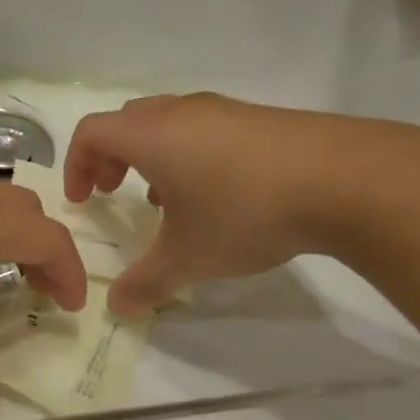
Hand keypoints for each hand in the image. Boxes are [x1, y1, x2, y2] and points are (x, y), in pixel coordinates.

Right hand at [64, 93, 419, 314]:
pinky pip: (205, 129)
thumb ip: (146, 283)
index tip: (85, 201)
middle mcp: (181, 112)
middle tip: (113, 192)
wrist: (343, 179)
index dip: (76, 165)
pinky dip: (190, 154)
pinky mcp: (260, 119)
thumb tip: (117, 309)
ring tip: (164, 200)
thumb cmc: (244, 211)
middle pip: (127, 121)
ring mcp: (224, 111)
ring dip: (151, 156)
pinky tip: (216, 196)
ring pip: (168, 123)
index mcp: (151, 135)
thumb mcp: (189, 257)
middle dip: (110, 157)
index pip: (91, 132)